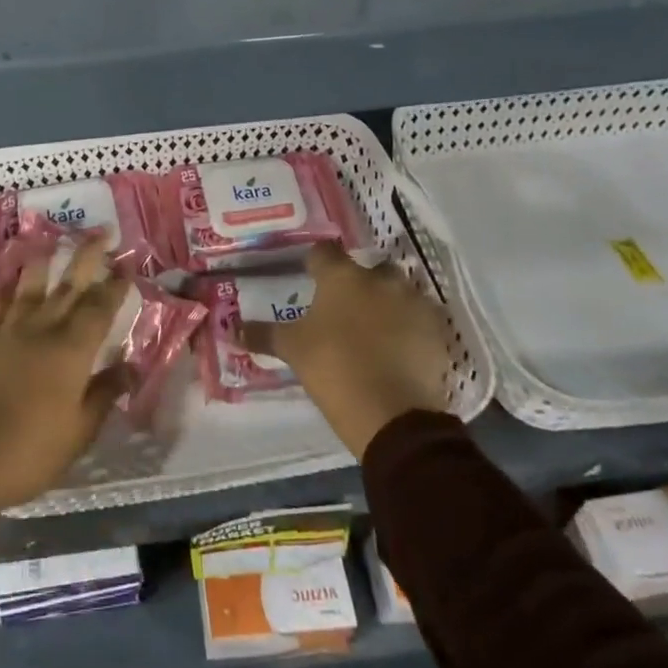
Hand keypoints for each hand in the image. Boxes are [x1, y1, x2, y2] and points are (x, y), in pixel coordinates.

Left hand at [0, 236, 129, 569]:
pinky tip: (10, 283)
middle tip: (102, 230)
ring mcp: (8, 332)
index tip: (128, 262)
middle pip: (69, 283)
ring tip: (50, 238)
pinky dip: (7, 290)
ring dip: (43, 258)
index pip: (100, 307)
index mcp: (72, 349)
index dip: (116, 284)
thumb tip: (131, 366)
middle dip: (88, 254)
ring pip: (30, 284)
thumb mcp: (79, 432)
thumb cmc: (29, 452)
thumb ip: (105, 394)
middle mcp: (42, 329)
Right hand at [243, 242, 455, 458]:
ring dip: (387, 303)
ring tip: (375, 330)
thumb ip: (262, 334)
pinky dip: (410, 327)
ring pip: (398, 291)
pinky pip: (420, 318)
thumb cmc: (333, 369)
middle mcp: (379, 278)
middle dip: (358, 283)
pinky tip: (400, 348)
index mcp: (341, 277)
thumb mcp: (293, 351)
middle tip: (345, 309)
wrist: (394, 415)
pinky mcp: (437, 329)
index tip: (311, 278)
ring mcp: (413, 301)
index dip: (316, 263)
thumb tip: (230, 328)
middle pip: (367, 270)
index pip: (324, 252)